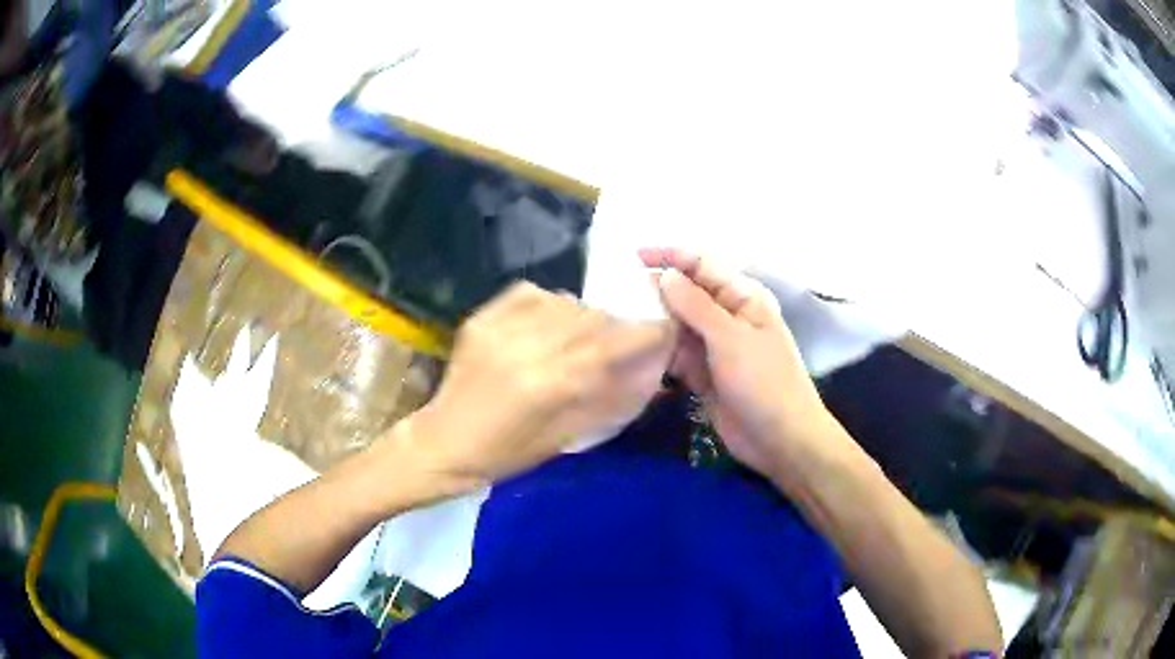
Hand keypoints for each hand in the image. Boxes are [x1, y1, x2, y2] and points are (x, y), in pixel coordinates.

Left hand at [393, 281, 674, 495]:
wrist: (444, 443)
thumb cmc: (505, 455)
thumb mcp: (562, 438)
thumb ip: (604, 401)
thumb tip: (643, 374)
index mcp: (550, 383)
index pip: (612, 344)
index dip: (645, 333)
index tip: (664, 329)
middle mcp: (528, 346)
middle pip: (591, 318)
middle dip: (615, 325)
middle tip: (622, 338)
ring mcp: (500, 327)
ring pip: (563, 302)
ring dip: (583, 314)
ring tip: (583, 333)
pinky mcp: (482, 319)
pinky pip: (529, 293)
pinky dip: (550, 301)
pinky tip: (551, 319)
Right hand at [639, 248, 839, 478]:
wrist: (780, 440)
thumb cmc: (764, 382)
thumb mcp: (731, 338)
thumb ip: (696, 305)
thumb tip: (665, 274)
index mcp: (744, 298)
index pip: (703, 265)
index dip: (670, 256)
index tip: (634, 255)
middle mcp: (728, 316)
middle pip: (688, 293)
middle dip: (657, 288)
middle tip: (617, 290)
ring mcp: (716, 347)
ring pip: (679, 324)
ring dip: (655, 320)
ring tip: (618, 315)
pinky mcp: (705, 374)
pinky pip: (677, 353)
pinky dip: (660, 350)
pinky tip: (635, 348)